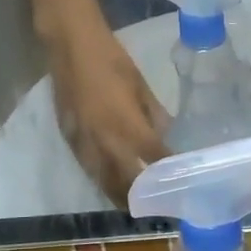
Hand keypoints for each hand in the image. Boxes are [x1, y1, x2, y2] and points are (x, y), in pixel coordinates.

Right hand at [49, 17, 169, 206]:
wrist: (70, 45)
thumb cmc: (111, 60)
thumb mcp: (140, 85)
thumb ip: (153, 114)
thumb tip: (165, 134)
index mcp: (126, 125)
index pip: (153, 157)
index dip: (167, 171)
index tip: (180, 181)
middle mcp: (105, 141)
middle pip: (125, 180)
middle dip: (141, 196)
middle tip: (156, 205)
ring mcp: (84, 143)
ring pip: (103, 180)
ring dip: (119, 195)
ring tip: (133, 205)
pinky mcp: (69, 139)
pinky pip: (87, 168)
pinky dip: (101, 180)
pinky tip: (110, 183)